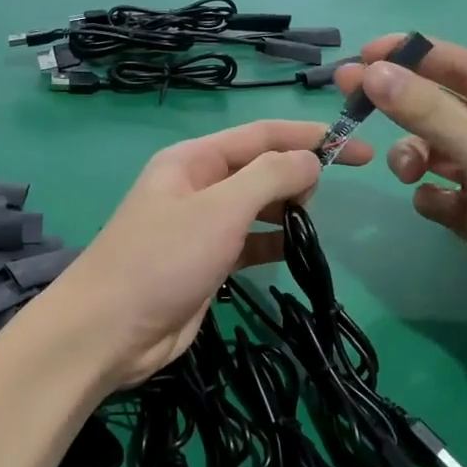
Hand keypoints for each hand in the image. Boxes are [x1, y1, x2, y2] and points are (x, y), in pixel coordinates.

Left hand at [45, 120, 372, 389]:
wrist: (110, 331)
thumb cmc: (162, 259)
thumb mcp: (220, 208)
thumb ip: (270, 176)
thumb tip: (312, 159)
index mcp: (193, 159)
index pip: (261, 135)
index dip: (310, 136)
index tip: (356, 147)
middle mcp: (197, 186)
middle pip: (260, 168)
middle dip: (297, 174)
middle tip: (325, 197)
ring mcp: (200, 226)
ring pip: (256, 206)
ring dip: (287, 209)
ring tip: (312, 224)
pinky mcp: (206, 263)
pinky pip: (249, 242)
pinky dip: (273, 241)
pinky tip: (295, 250)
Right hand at [335, 35, 466, 339]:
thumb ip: (429, 112)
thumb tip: (373, 72)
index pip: (460, 67)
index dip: (413, 56)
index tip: (365, 54)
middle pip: (438, 109)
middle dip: (399, 105)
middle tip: (351, 98)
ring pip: (431, 152)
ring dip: (413, 157)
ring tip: (410, 174)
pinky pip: (435, 194)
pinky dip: (429, 196)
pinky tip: (438, 207)